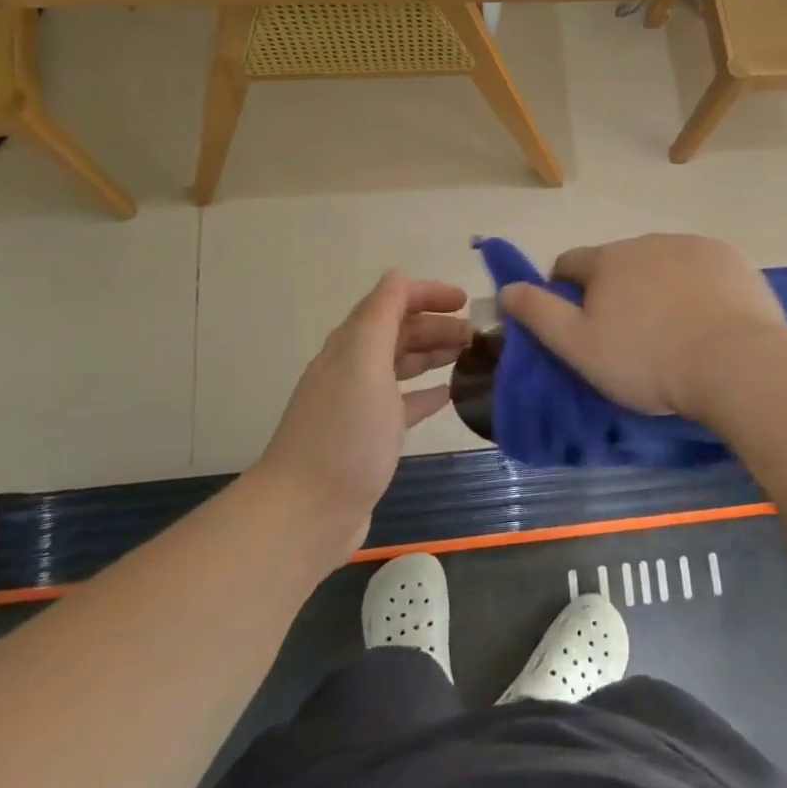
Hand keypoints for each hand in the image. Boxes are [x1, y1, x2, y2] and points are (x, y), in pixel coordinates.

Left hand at [254, 272, 469, 561]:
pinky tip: (451, 395)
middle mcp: (354, 367)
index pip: (391, 301)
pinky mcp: (371, 436)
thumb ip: (382, 314)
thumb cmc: (345, 432)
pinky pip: (405, 403)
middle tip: (479, 336)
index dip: (427, 294)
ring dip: (435, 354)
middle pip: (399, 332)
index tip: (465, 302)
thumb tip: (398, 277)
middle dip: (437, 325)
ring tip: (472, 357)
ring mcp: (361, 403)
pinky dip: (428, 392)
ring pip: (403, 365)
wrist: (308, 510)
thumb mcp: (364, 362)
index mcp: (351, 344)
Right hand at [497, 235, 785, 417]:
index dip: (565, 291)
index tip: (579, 324)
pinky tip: (708, 319)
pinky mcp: (730, 259)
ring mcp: (692, 246)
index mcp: (607, 260)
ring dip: (657, 286)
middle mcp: (647, 241)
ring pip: (661, 263)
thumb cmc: (648, 360)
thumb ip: (539, 314)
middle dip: (615, 290)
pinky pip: (701, 269)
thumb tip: (507, 289)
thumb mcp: (580, 347)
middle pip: (618, 263)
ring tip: (673, 331)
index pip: (569, 264)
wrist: (735, 363)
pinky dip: (697, 287)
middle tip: (629, 336)